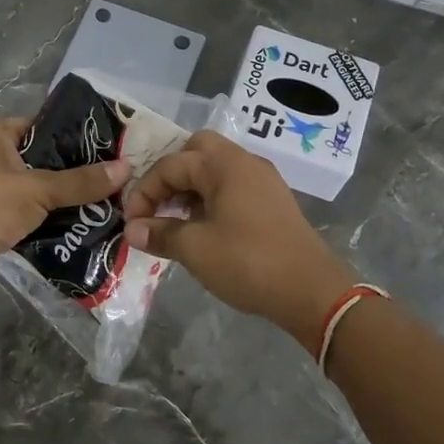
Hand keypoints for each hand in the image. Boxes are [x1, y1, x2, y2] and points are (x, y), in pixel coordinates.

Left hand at [0, 116, 131, 278]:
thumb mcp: (37, 190)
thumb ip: (80, 181)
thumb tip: (126, 168)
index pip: (43, 125)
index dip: (75, 135)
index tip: (110, 148)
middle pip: (43, 158)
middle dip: (74, 172)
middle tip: (114, 179)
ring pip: (37, 188)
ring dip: (63, 198)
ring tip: (106, 203)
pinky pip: (28, 212)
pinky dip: (48, 218)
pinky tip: (80, 225)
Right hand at [123, 131, 355, 353]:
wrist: (312, 291)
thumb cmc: (248, 262)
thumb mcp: (195, 249)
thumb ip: (160, 234)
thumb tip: (132, 231)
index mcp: (224, 165)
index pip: (171, 165)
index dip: (144, 191)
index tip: (131, 222)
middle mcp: (245, 163)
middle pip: (197, 151)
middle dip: (170, 175)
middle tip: (157, 205)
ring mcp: (262, 181)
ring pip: (215, 169)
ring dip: (190, 188)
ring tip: (174, 221)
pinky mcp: (272, 202)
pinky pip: (231, 187)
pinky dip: (210, 199)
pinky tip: (202, 228)